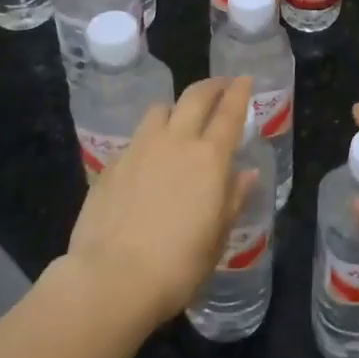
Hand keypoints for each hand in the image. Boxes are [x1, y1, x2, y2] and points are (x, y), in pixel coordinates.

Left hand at [63, 76, 255, 326]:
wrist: (111, 278)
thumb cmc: (178, 264)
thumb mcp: (217, 236)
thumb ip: (233, 199)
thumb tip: (247, 174)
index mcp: (210, 158)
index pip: (230, 112)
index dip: (239, 92)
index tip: (244, 79)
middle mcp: (176, 142)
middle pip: (195, 97)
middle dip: (211, 86)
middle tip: (221, 86)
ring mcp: (139, 150)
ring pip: (160, 110)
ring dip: (176, 108)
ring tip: (180, 120)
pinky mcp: (111, 165)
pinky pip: (136, 138)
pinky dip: (149, 138)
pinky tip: (149, 159)